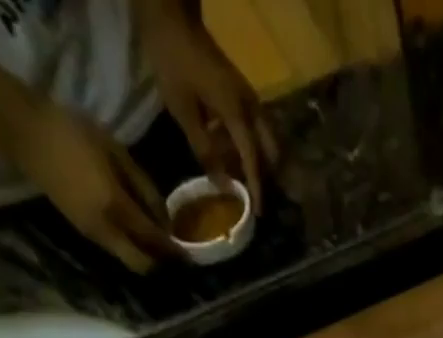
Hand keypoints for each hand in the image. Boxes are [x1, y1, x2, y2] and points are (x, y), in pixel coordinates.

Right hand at [7, 101, 170, 271]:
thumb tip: (165, 218)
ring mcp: (91, 233)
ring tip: (159, 247)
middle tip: (175, 256)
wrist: (22, 131)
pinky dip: (130, 248)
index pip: (153, 239)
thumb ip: (143, 186)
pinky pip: (114, 249)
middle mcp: (105, 229)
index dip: (173, 250)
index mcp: (115, 206)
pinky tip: (137, 236)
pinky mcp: (82, 231)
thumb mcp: (116, 152)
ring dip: (145, 258)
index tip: (191, 256)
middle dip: (160, 263)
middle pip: (140, 264)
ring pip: (127, 260)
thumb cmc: (71, 132)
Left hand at [141, 0, 277, 210]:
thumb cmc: (173, 60)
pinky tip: (236, 151)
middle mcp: (250, 106)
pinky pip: (255, 126)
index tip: (258, 212)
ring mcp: (248, 97)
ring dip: (260, 158)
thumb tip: (220, 182)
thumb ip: (203, 148)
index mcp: (237, 112)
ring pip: (266, 137)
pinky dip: (252, 143)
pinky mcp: (241, 92)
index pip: (253, 159)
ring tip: (247, 176)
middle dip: (267, 173)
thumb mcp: (182, 109)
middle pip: (271, 148)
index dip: (256, 187)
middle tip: (256, 193)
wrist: (171, 14)